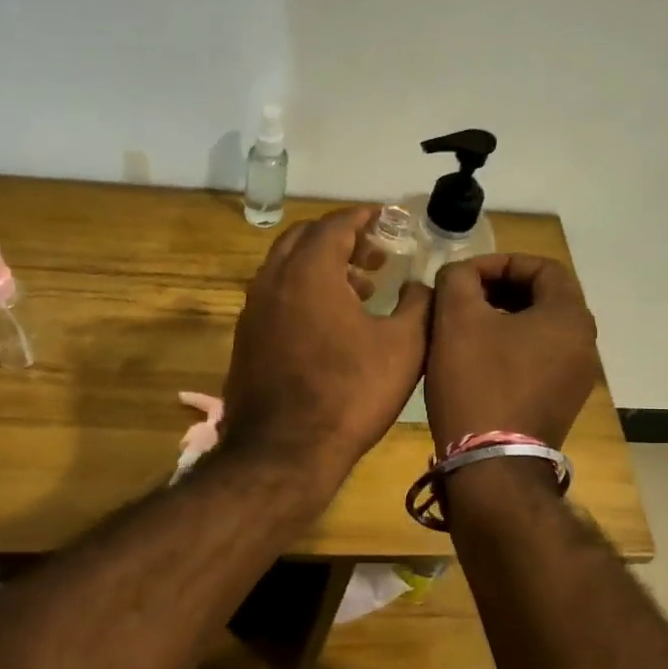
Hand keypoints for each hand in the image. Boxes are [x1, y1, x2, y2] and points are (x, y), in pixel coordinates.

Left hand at [224, 207, 431, 484]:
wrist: (284, 451)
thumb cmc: (350, 394)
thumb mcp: (404, 347)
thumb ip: (419, 304)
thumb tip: (421, 285)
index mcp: (309, 271)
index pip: (335, 224)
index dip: (364, 217)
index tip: (386, 218)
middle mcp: (273, 280)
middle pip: (304, 239)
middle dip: (341, 238)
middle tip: (374, 254)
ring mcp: (253, 311)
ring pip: (287, 268)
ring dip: (321, 266)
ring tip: (360, 288)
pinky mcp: (246, 339)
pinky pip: (276, 296)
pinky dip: (303, 292)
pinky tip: (329, 323)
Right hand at [426, 254, 598, 451]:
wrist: (491, 464)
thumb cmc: (477, 383)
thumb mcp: (456, 319)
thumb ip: (458, 279)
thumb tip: (460, 274)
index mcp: (569, 316)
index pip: (542, 267)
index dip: (500, 263)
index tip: (464, 276)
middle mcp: (584, 343)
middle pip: (543, 297)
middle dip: (499, 290)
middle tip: (461, 298)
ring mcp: (576, 377)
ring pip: (539, 330)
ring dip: (502, 319)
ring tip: (463, 327)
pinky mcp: (561, 402)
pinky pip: (538, 359)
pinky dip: (510, 348)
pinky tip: (475, 360)